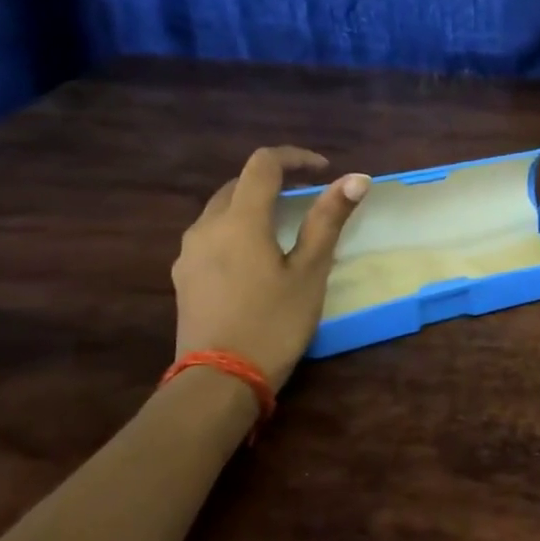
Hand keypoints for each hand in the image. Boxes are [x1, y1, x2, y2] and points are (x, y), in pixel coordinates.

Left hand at [172, 147, 369, 389]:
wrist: (219, 382)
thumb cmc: (273, 323)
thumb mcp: (310, 272)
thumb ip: (328, 220)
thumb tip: (356, 178)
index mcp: (239, 220)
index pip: (263, 164)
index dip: (296, 158)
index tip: (324, 170)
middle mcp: (206, 227)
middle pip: (238, 185)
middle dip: (273, 181)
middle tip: (308, 197)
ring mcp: (189, 253)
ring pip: (221, 211)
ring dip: (252, 206)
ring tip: (284, 227)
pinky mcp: (183, 278)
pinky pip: (211, 237)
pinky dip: (236, 230)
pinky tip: (255, 258)